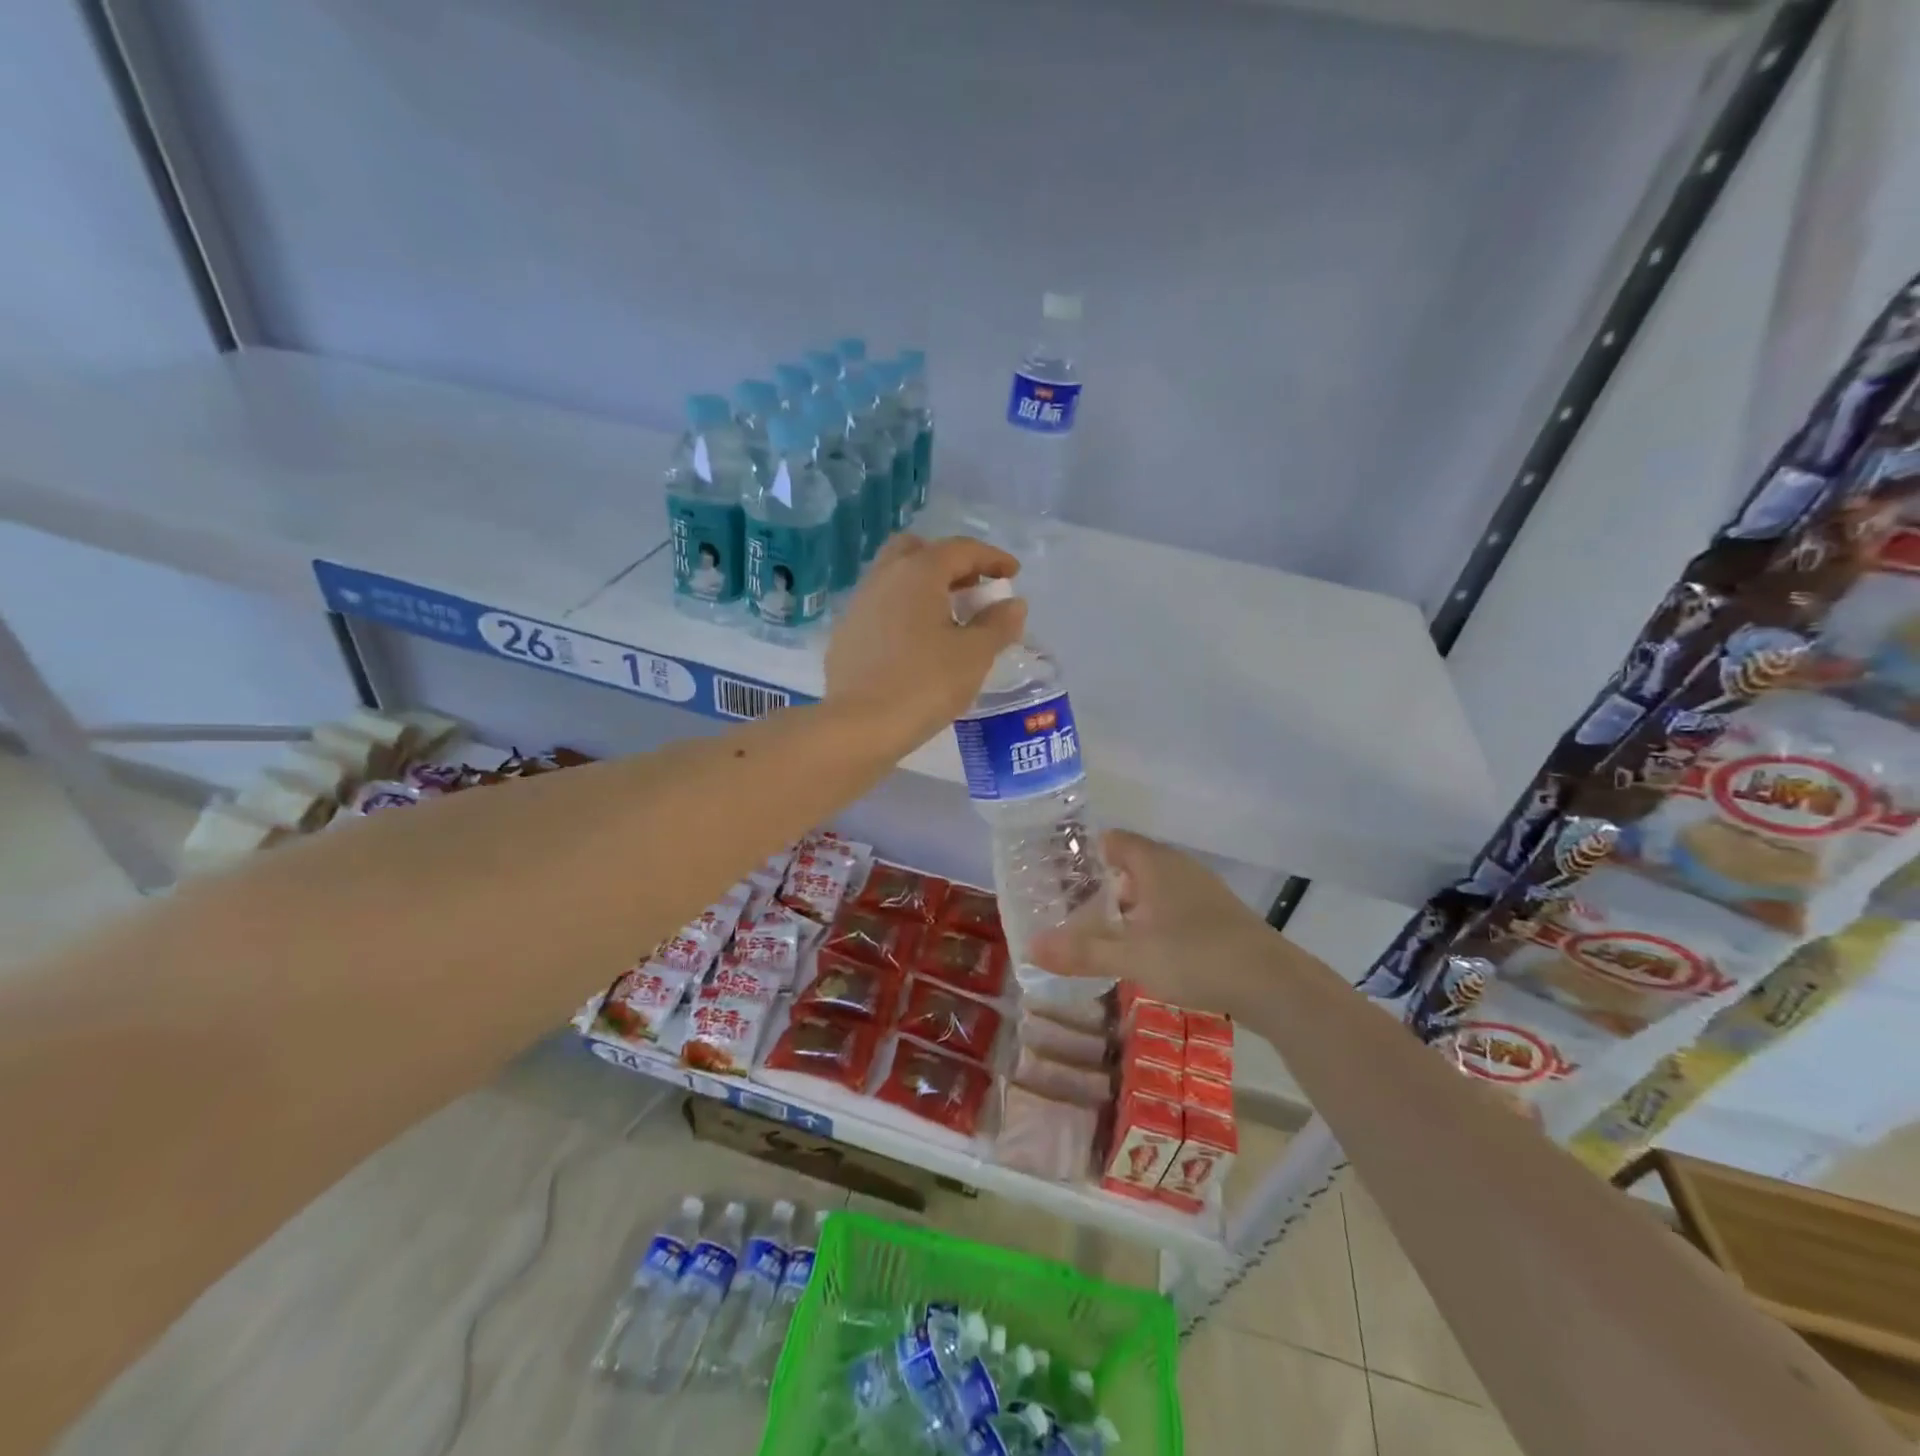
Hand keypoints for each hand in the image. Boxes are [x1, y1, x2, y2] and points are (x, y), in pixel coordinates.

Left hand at [824, 535, 1026, 747]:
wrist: (859, 726)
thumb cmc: (925, 684)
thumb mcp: (974, 655)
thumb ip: (998, 624)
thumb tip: (1012, 603)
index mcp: (918, 572)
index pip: (961, 549)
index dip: (992, 558)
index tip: (1012, 573)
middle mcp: (884, 577)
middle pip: (919, 551)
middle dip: (950, 563)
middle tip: (972, 589)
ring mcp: (859, 604)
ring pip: (895, 578)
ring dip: (924, 587)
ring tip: (948, 618)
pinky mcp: (845, 634)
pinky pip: (880, 607)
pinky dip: (903, 611)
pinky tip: (916, 643)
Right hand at [1028, 830, 1285, 1018]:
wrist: (1273, 984)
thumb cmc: (1196, 956)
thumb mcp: (1131, 957)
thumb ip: (1081, 952)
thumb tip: (1030, 947)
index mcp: (1155, 863)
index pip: (1111, 840)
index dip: (1083, 853)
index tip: (1055, 874)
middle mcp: (1178, 867)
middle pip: (1129, 864)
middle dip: (1100, 885)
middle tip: (1067, 908)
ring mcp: (1201, 891)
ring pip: (1152, 888)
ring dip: (1126, 906)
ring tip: (1098, 932)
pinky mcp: (1217, 916)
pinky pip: (1171, 907)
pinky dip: (1150, 920)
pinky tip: (1142, 949)